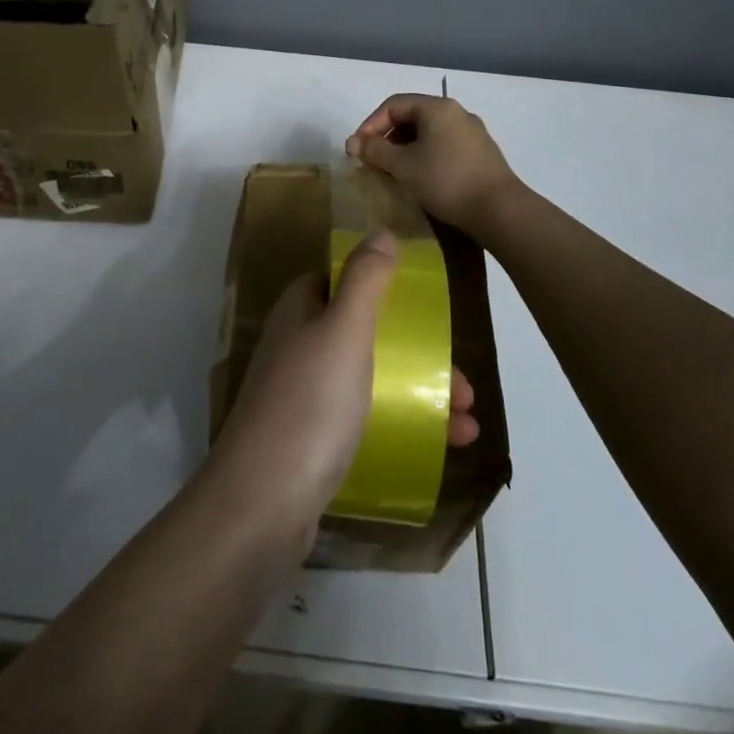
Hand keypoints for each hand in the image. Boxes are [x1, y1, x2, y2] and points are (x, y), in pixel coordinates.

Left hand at [211, 234, 479, 533]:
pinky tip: (445, 446)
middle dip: (416, 351)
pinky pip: (367, 420)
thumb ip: (365, 280)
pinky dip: (405, 425)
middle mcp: (297, 349)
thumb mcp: (344, 331)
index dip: (378, 285)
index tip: (424, 303)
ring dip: (421, 392)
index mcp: (299, 314)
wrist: (264, 501)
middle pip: (364, 335)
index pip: (337, 281)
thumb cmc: (310, 404)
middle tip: (463, 380)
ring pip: (371, 380)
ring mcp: (303, 398)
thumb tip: (381, 232)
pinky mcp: (313, 441)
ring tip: (469, 419)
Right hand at [345, 94, 521, 238]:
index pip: (393, 105)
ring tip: (391, 171)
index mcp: (437, 107)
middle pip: (410, 116)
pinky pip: (442, 145)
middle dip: (385, 137)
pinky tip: (418, 178)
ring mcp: (471, 133)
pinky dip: (423, 155)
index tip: (356, 150)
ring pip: (427, 132)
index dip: (369, 125)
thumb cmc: (446, 181)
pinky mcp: (480, 153)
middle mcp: (456, 113)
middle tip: (371, 161)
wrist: (500, 210)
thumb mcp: (403, 166)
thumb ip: (375, 150)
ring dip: (403, 148)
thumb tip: (355, 143)